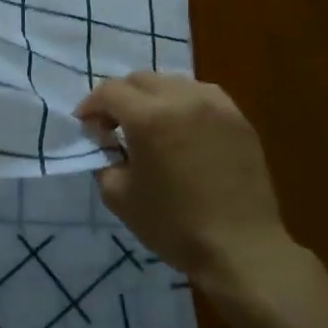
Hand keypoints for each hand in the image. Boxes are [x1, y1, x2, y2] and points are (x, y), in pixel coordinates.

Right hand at [75, 72, 303, 296]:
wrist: (240, 247)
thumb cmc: (173, 225)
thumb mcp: (119, 196)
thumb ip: (104, 159)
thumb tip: (105, 142)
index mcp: (148, 117)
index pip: (109, 91)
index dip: (91, 106)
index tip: (86, 126)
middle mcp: (182, 99)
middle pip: (140, 79)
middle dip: (119, 97)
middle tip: (113, 125)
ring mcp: (215, 105)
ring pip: (172, 82)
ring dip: (151, 96)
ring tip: (148, 124)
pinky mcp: (238, 118)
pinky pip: (202, 95)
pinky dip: (182, 102)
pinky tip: (181, 126)